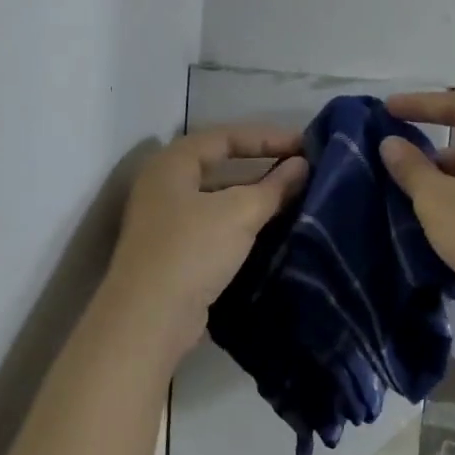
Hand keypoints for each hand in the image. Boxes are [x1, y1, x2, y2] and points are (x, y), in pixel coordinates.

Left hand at [103, 124, 307, 356]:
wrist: (150, 318)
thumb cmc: (193, 250)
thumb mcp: (240, 212)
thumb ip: (274, 187)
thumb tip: (302, 165)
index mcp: (172, 163)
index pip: (226, 136)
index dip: (267, 137)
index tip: (305, 145)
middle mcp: (165, 186)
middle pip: (221, 165)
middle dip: (262, 166)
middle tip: (301, 169)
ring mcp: (167, 221)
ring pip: (219, 198)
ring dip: (255, 197)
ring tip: (294, 199)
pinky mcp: (175, 252)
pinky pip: (216, 226)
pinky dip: (243, 223)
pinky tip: (271, 230)